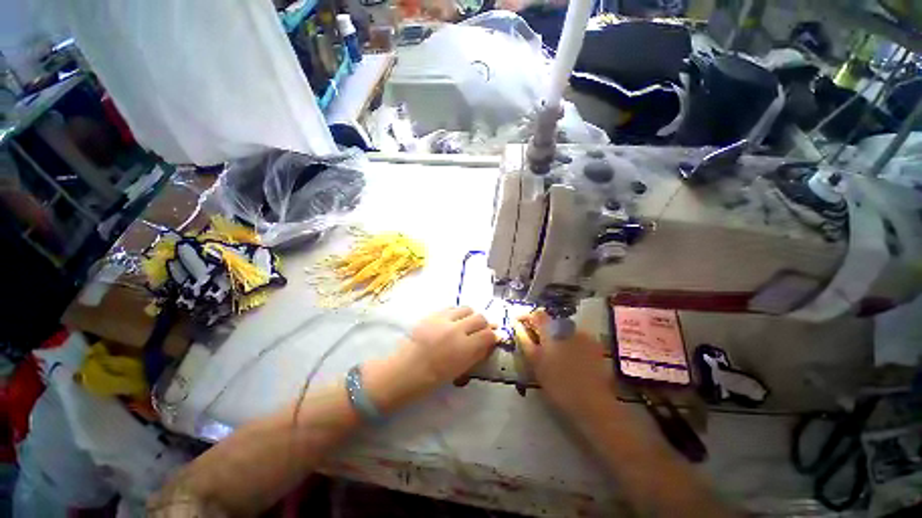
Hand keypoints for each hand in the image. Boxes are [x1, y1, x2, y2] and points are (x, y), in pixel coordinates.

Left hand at [363, 307, 496, 412]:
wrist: (404, 371)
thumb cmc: (432, 378)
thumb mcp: (460, 370)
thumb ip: (478, 354)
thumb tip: (491, 341)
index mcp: (463, 348)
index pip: (488, 334)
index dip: (494, 336)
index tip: (494, 338)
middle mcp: (455, 329)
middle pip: (479, 317)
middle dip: (484, 324)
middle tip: (480, 332)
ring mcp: (442, 319)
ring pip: (466, 308)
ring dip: (470, 316)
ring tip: (466, 325)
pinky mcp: (432, 314)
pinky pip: (451, 307)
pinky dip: (457, 313)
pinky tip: (452, 322)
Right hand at [518, 311, 617, 421]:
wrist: (594, 403)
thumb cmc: (559, 385)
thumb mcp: (536, 363)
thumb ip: (525, 340)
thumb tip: (518, 325)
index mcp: (551, 331)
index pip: (536, 315)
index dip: (526, 316)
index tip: (518, 322)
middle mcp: (568, 328)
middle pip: (550, 321)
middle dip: (541, 328)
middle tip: (535, 342)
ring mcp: (583, 335)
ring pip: (563, 330)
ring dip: (555, 336)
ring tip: (553, 353)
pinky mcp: (594, 345)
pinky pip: (576, 337)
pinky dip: (569, 343)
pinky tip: (570, 358)